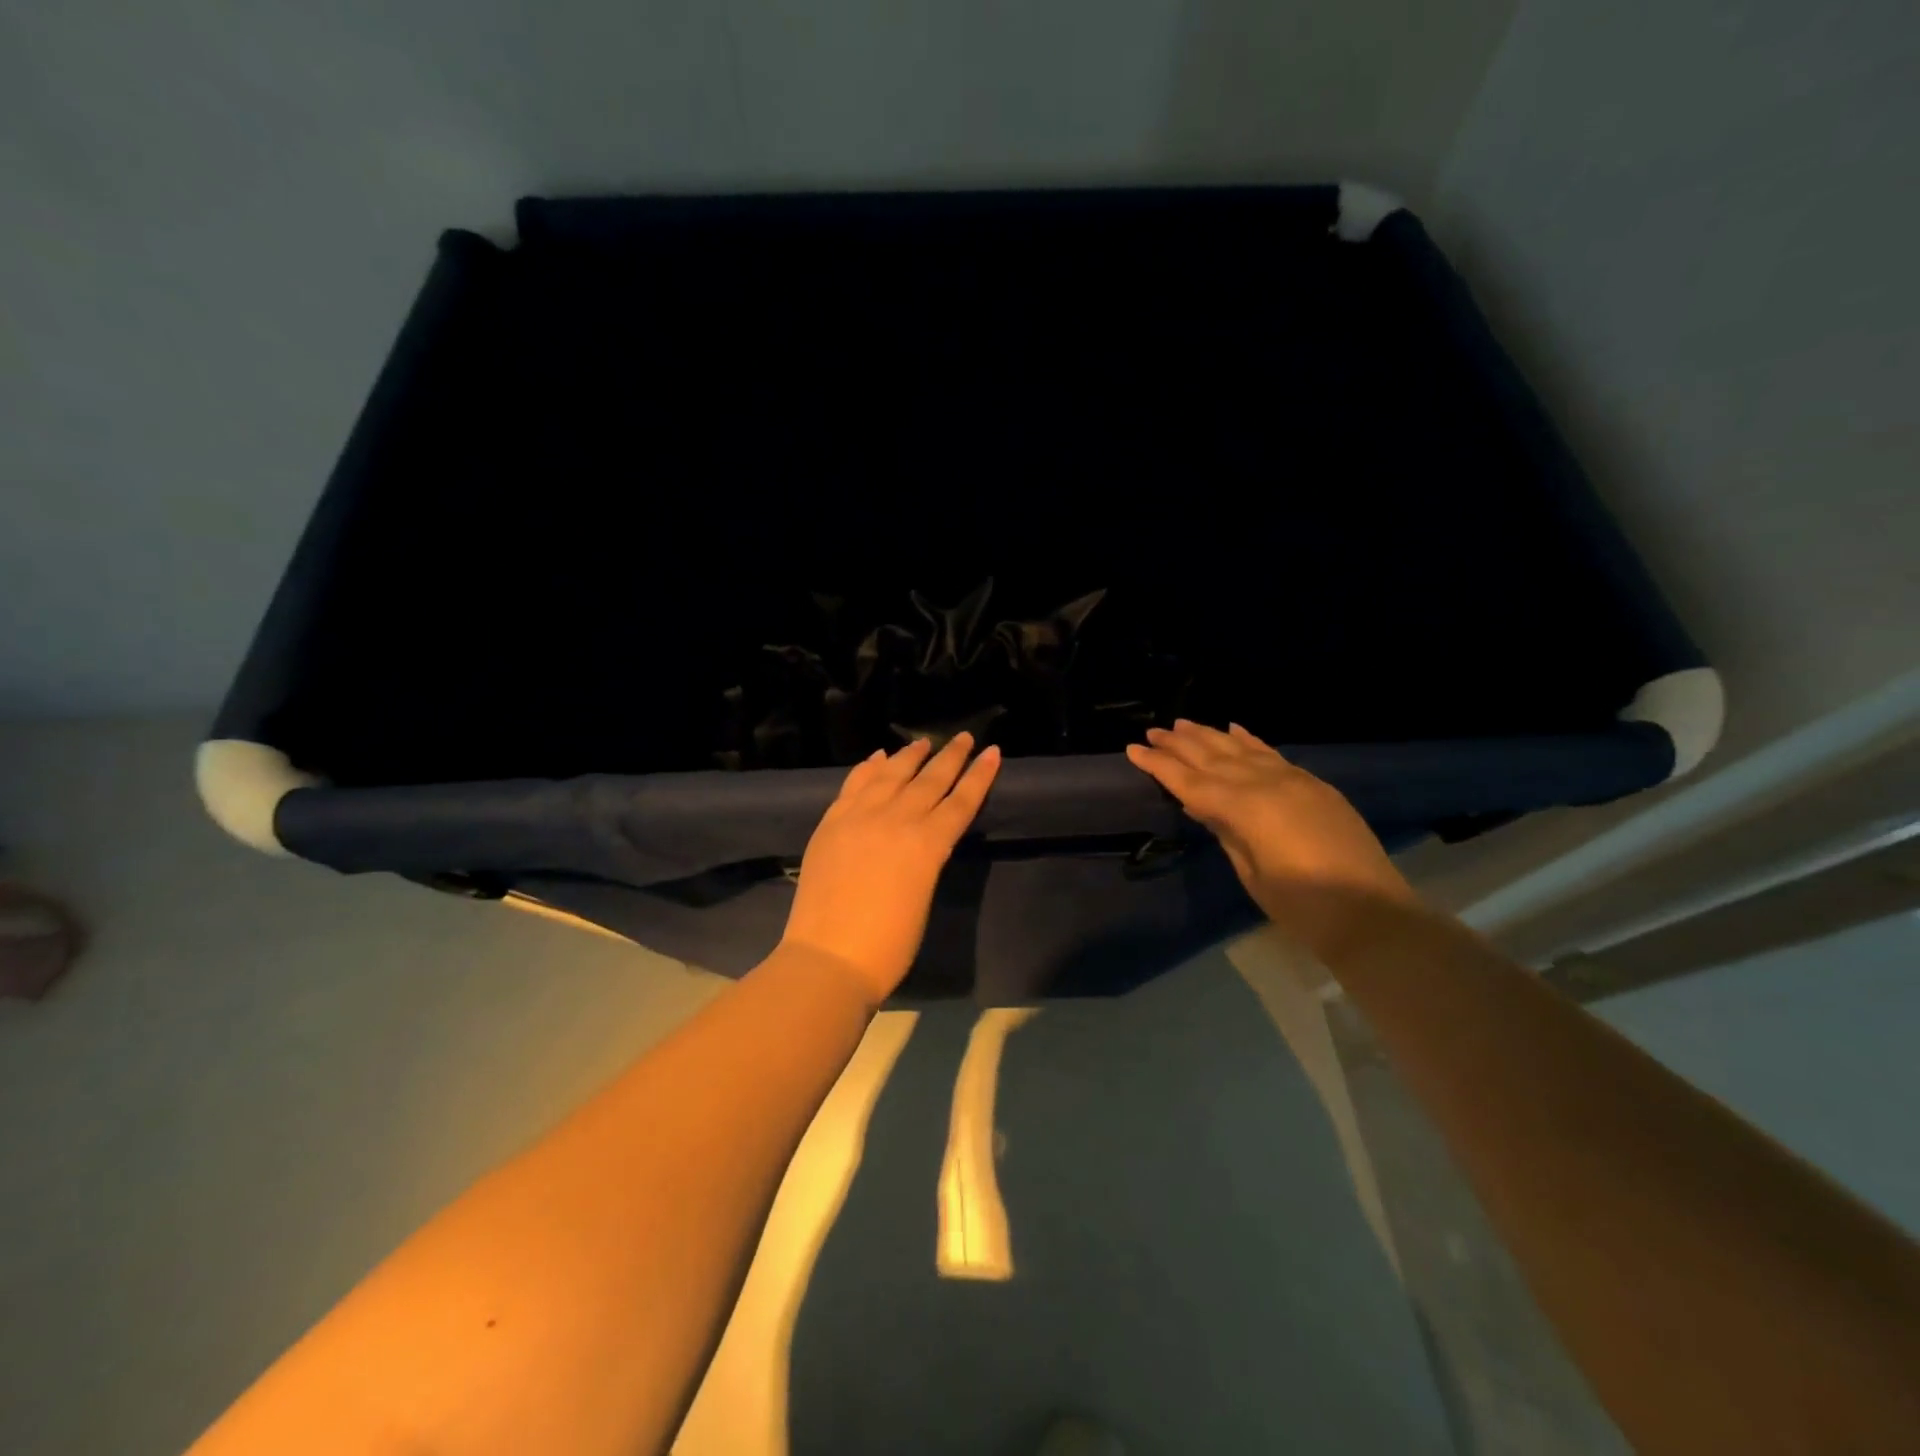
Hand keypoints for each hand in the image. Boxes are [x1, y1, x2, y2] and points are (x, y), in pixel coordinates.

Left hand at [781, 733, 1002, 1005]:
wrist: (828, 959)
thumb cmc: (888, 946)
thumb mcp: (922, 897)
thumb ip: (925, 859)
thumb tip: (923, 839)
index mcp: (927, 845)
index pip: (960, 802)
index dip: (979, 776)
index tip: (992, 752)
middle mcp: (896, 820)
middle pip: (929, 780)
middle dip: (950, 757)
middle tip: (963, 736)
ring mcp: (859, 817)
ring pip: (891, 774)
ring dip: (909, 756)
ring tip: (923, 742)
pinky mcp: (832, 822)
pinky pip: (854, 784)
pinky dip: (868, 768)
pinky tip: (878, 758)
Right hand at [1126, 720, 1417, 960]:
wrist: (1372, 914)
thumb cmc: (1301, 907)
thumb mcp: (1251, 872)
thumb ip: (1226, 831)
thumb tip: (1204, 806)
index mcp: (1246, 808)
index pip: (1191, 782)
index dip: (1160, 766)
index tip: (1133, 749)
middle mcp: (1267, 784)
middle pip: (1214, 758)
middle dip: (1180, 744)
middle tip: (1153, 732)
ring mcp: (1294, 781)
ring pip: (1242, 750)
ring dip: (1210, 736)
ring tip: (1183, 724)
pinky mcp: (1314, 786)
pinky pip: (1273, 754)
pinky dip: (1250, 741)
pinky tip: (1234, 729)